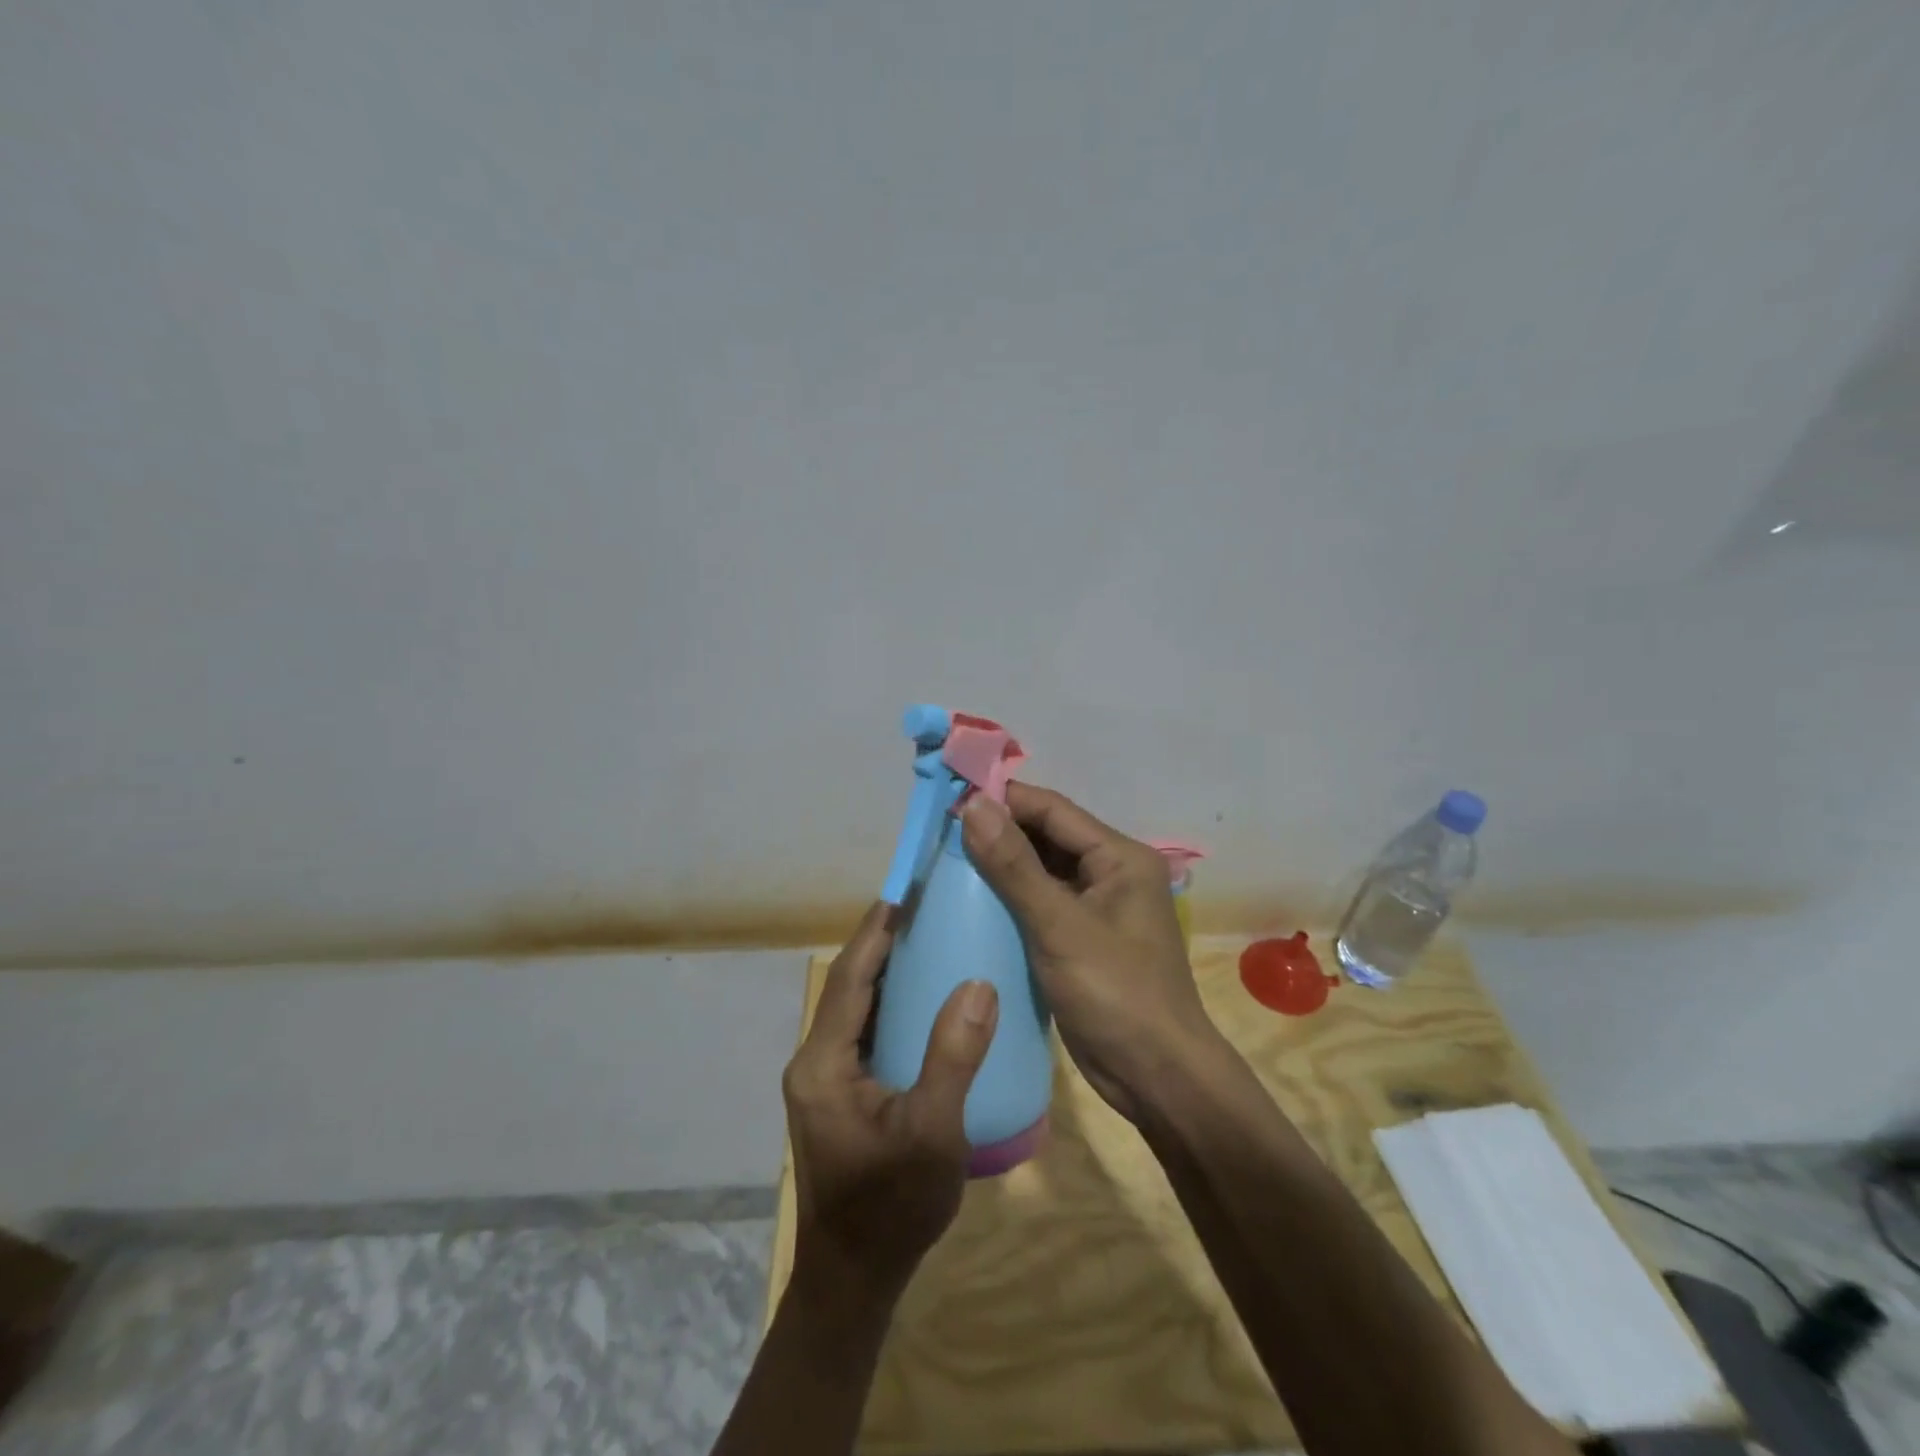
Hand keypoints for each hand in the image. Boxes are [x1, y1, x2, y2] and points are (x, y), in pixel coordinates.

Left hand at [783, 903, 999, 1310]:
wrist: (854, 1279)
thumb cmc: (891, 1207)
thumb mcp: (932, 1133)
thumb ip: (953, 1057)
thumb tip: (978, 984)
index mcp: (824, 1063)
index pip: (849, 979)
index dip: (875, 933)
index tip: (904, 892)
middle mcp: (814, 1061)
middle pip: (849, 987)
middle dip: (883, 945)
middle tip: (927, 909)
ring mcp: (824, 1079)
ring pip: (856, 1009)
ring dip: (886, 973)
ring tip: (929, 940)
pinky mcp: (838, 1094)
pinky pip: (863, 1032)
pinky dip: (890, 1006)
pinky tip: (924, 1000)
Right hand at [961, 784, 1218, 1122]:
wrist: (1157, 1078)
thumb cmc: (1116, 994)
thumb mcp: (1060, 927)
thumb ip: (1014, 865)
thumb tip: (973, 805)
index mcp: (1120, 857)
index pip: (1052, 810)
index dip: (1003, 800)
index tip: (949, 801)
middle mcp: (1111, 873)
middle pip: (1047, 837)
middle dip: (998, 833)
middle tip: (940, 834)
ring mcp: (1097, 908)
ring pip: (1041, 871)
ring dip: (1001, 866)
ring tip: (946, 863)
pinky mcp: (1081, 939)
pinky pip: (1040, 904)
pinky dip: (1010, 900)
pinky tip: (971, 904)